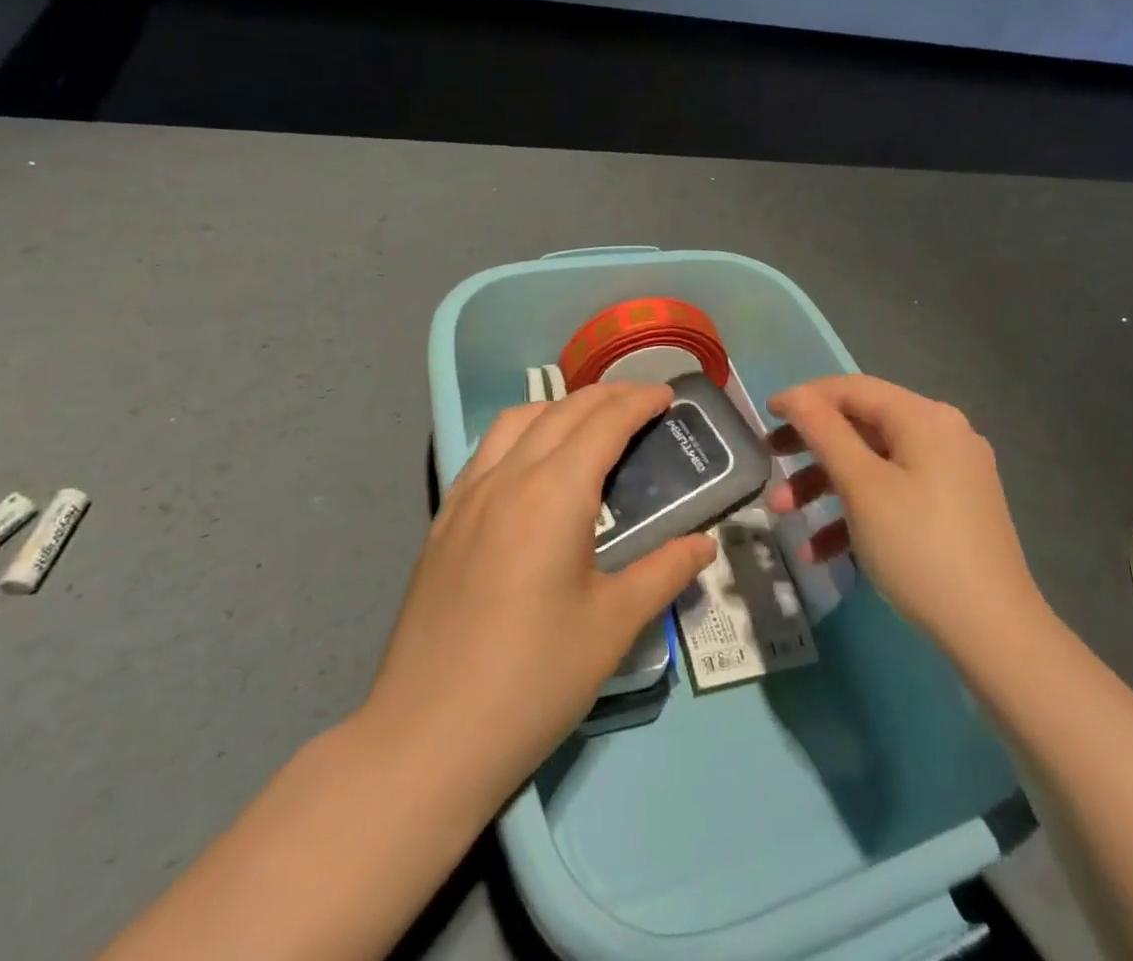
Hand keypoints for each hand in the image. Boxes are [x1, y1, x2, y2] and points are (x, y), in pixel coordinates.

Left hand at [363, 383, 715, 815]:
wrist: (428, 737)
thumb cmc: (533, 679)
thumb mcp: (613, 626)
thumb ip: (664, 572)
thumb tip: (704, 543)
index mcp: (554, 492)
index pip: (604, 422)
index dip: (640, 401)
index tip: (669, 395)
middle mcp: (508, 476)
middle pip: (562, 410)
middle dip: (608, 396)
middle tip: (644, 403)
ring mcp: (468, 495)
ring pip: (517, 420)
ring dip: (560, 407)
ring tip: (591, 424)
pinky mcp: (443, 519)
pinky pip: (487, 449)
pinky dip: (522, 432)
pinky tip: (533, 464)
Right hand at [766, 374, 1046, 655]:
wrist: (995, 634)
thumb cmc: (919, 547)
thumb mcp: (862, 486)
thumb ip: (824, 431)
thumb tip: (795, 395)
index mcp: (925, 418)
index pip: (853, 389)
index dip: (805, 398)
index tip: (765, 416)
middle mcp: (942, 435)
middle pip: (861, 426)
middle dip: (810, 449)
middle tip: (769, 462)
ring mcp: (950, 475)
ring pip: (873, 465)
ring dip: (824, 486)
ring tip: (784, 515)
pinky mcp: (952, 511)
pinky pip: (893, 495)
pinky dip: (856, 513)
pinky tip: (820, 551)